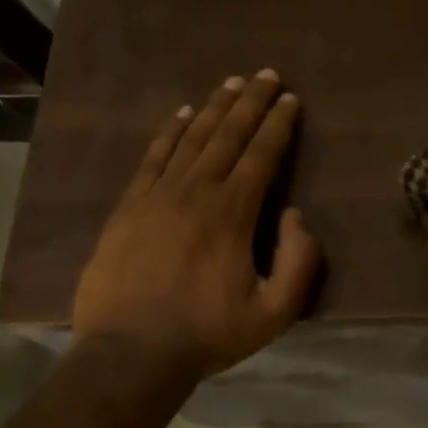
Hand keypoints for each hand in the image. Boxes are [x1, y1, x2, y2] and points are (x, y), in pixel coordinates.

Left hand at [73, 71, 320, 394]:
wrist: (130, 353)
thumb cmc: (209, 333)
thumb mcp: (275, 312)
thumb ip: (299, 262)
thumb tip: (295, 214)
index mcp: (233, 214)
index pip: (262, 156)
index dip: (278, 125)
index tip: (291, 99)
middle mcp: (195, 192)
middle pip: (227, 136)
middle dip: (250, 102)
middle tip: (266, 74)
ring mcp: (156, 197)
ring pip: (190, 140)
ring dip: (213, 108)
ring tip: (230, 83)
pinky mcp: (128, 208)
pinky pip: (153, 158)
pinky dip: (169, 133)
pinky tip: (181, 115)